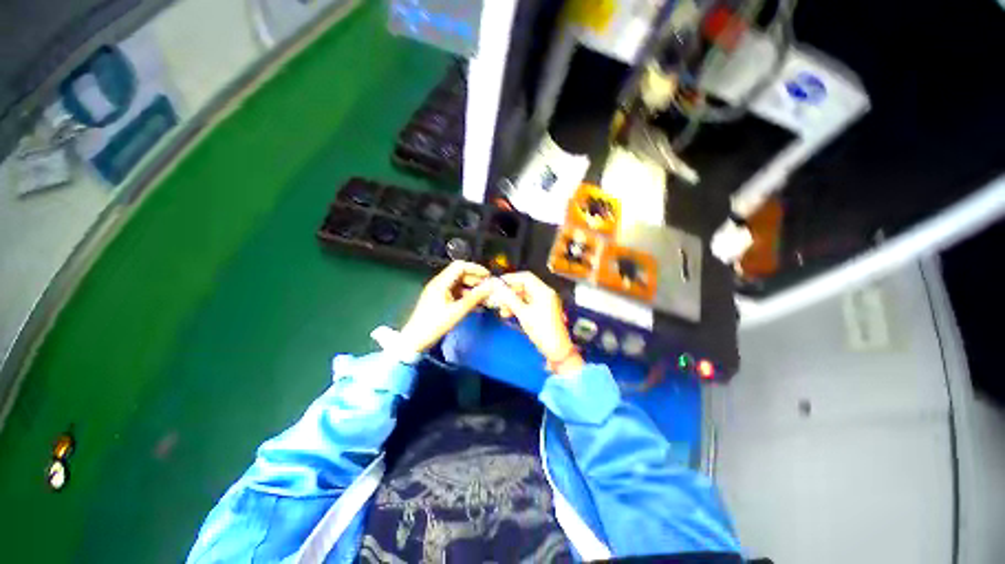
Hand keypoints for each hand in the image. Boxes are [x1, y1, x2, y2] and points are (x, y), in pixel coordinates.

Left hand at [398, 261, 495, 352]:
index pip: (460, 266)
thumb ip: (475, 297)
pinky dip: (466, 295)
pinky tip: (475, 304)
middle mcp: (439, 283)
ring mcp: (438, 291)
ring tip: (484, 296)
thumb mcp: (457, 311)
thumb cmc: (435, 324)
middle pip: (460, 274)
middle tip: (488, 288)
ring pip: (459, 284)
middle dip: (475, 279)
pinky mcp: (439, 299)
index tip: (488, 276)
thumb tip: (491, 287)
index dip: (475, 268)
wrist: (416, 339)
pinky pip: (455, 293)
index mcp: (441, 283)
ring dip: (472, 288)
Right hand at [491, 272, 583, 375]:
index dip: (510, 278)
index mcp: (543, 291)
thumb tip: (497, 286)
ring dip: (512, 301)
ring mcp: (544, 302)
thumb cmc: (541, 330)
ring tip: (501, 310)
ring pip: (524, 296)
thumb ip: (509, 298)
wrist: (556, 349)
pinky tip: (508, 313)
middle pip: (524, 286)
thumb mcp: (523, 313)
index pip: (525, 277)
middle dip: (509, 292)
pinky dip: (517, 307)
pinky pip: (527, 304)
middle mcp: (545, 293)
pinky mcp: (542, 310)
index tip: (497, 283)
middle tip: (497, 298)